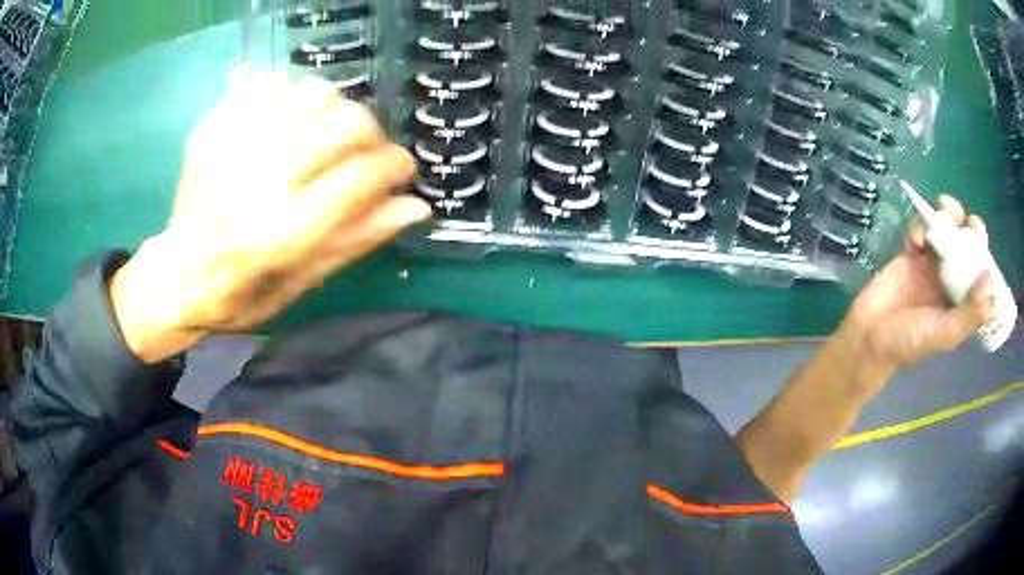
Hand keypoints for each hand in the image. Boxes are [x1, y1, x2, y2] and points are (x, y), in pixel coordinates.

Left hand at [110, 74, 429, 362]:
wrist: (174, 279)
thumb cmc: (238, 296)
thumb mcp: (300, 286)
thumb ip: (354, 241)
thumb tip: (415, 206)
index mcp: (277, 235)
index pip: (359, 180)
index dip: (395, 168)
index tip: (402, 171)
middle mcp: (255, 183)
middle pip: (344, 124)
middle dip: (373, 135)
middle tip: (367, 154)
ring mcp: (230, 149)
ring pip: (313, 94)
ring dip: (336, 112)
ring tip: (328, 137)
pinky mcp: (212, 130)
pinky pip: (269, 84)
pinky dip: (292, 95)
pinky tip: (289, 122)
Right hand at [841, 195, 994, 375]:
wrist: (869, 336)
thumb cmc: (910, 341)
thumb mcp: (944, 334)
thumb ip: (969, 312)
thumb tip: (991, 280)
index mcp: (963, 301)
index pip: (981, 271)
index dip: (984, 251)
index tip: (980, 237)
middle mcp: (952, 279)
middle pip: (967, 245)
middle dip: (968, 226)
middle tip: (964, 219)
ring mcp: (932, 264)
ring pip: (947, 231)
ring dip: (947, 216)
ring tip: (942, 208)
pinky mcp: (912, 253)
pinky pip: (922, 229)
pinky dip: (920, 225)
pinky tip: (914, 238)